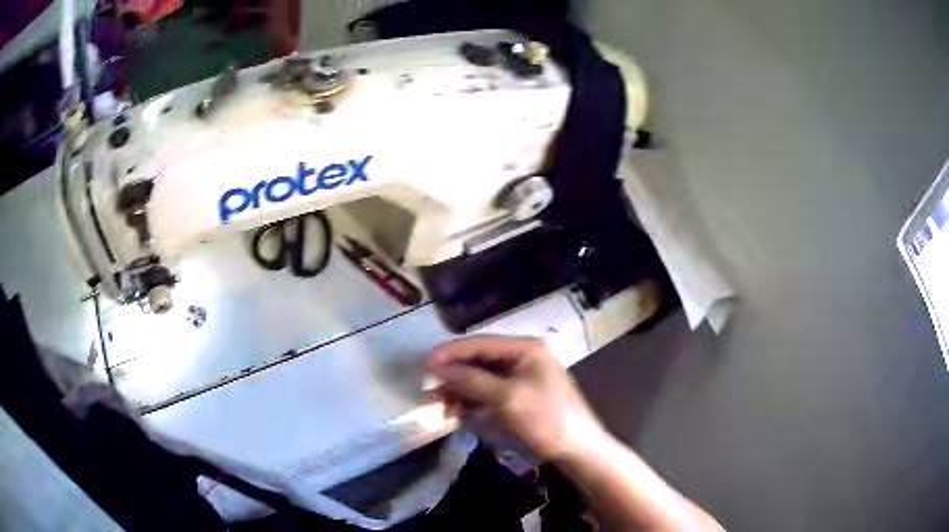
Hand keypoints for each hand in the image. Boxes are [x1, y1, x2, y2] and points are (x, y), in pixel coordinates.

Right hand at [425, 335, 605, 460]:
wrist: (577, 449)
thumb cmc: (547, 419)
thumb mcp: (508, 398)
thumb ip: (472, 380)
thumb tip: (438, 367)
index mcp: (526, 349)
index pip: (480, 343)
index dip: (451, 353)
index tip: (425, 365)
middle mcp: (522, 358)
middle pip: (479, 361)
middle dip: (453, 375)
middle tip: (428, 389)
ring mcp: (520, 379)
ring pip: (480, 379)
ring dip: (458, 390)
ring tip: (437, 405)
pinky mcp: (518, 398)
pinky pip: (487, 394)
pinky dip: (470, 402)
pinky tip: (455, 413)